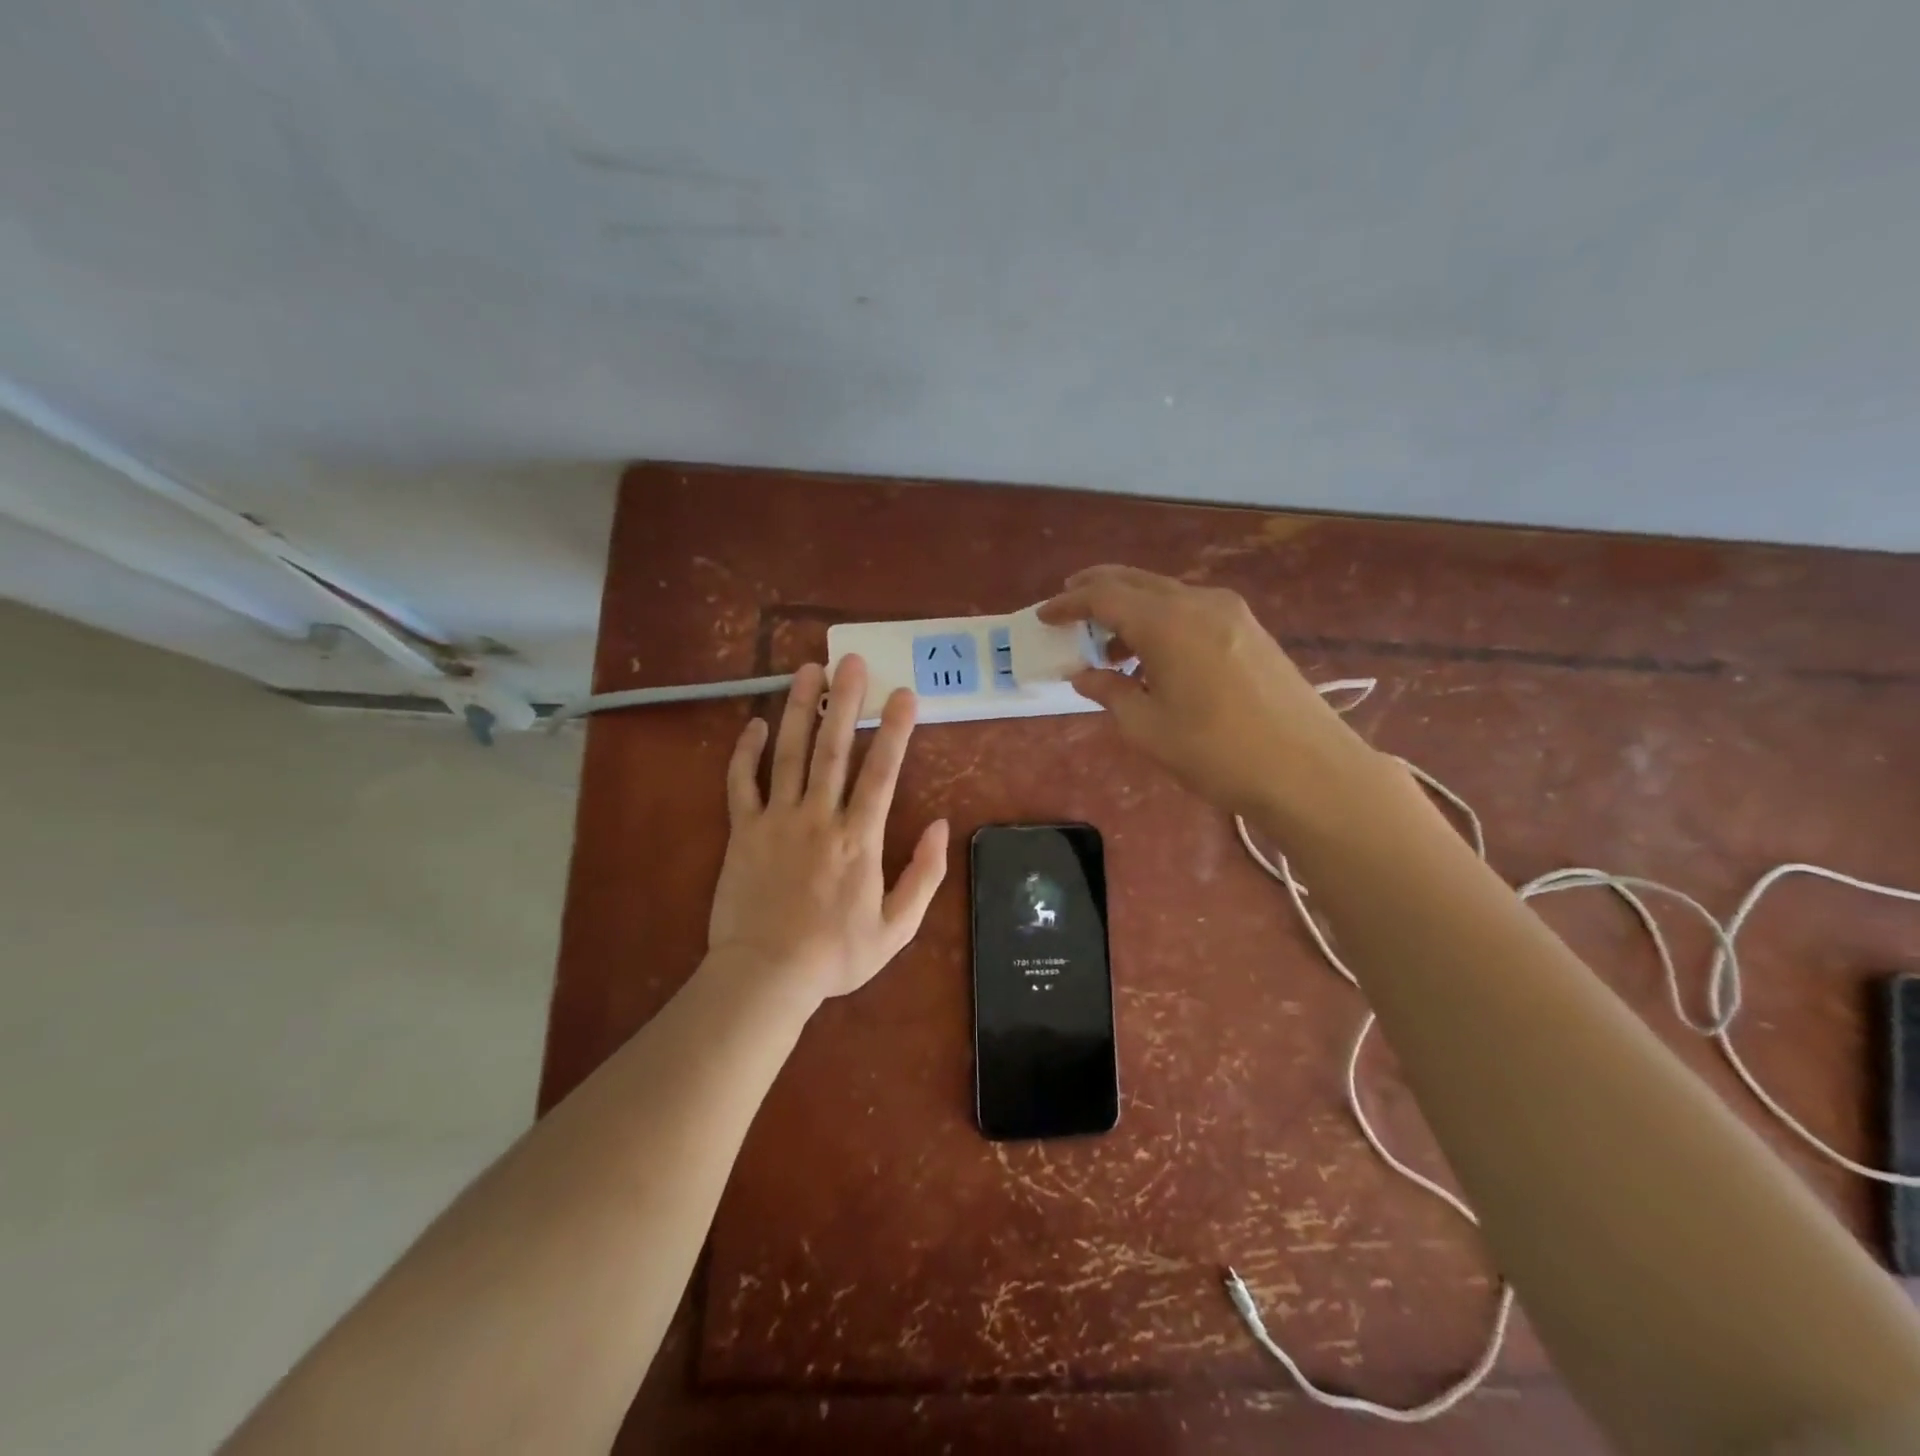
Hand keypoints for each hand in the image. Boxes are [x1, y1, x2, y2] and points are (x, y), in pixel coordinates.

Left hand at [707, 655, 948, 1005]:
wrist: (766, 976)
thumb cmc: (836, 954)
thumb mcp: (898, 927)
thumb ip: (925, 875)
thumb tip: (942, 825)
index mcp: (859, 838)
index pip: (881, 772)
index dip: (894, 730)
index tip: (904, 693)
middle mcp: (819, 817)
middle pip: (833, 749)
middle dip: (845, 701)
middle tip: (851, 660)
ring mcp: (777, 820)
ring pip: (789, 753)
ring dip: (800, 709)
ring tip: (807, 670)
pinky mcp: (743, 831)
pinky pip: (741, 783)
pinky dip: (746, 752)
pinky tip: (756, 724)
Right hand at [1039, 565, 1371, 816]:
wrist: (1308, 770)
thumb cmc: (1217, 752)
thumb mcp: (1148, 729)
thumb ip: (1110, 693)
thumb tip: (1085, 675)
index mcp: (1167, 622)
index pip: (1104, 597)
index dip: (1069, 604)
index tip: (1044, 615)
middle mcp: (1199, 602)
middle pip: (1136, 582)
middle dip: (1098, 589)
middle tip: (1069, 603)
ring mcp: (1231, 613)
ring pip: (1166, 595)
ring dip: (1132, 610)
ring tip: (1109, 646)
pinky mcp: (1250, 630)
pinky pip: (1192, 611)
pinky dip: (1162, 622)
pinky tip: (1154, 657)